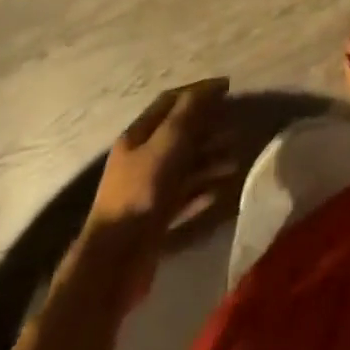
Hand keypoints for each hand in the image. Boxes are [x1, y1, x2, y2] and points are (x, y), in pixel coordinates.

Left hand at [91, 78, 233, 234]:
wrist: (114, 262)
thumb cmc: (141, 192)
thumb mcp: (167, 143)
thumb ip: (189, 113)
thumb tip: (211, 87)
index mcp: (137, 136)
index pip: (171, 101)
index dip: (199, 91)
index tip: (228, 88)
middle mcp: (141, 159)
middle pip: (179, 134)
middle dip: (209, 128)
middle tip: (235, 128)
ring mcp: (147, 190)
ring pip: (184, 166)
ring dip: (210, 159)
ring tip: (235, 160)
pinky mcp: (155, 219)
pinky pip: (184, 195)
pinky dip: (203, 189)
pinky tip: (221, 190)